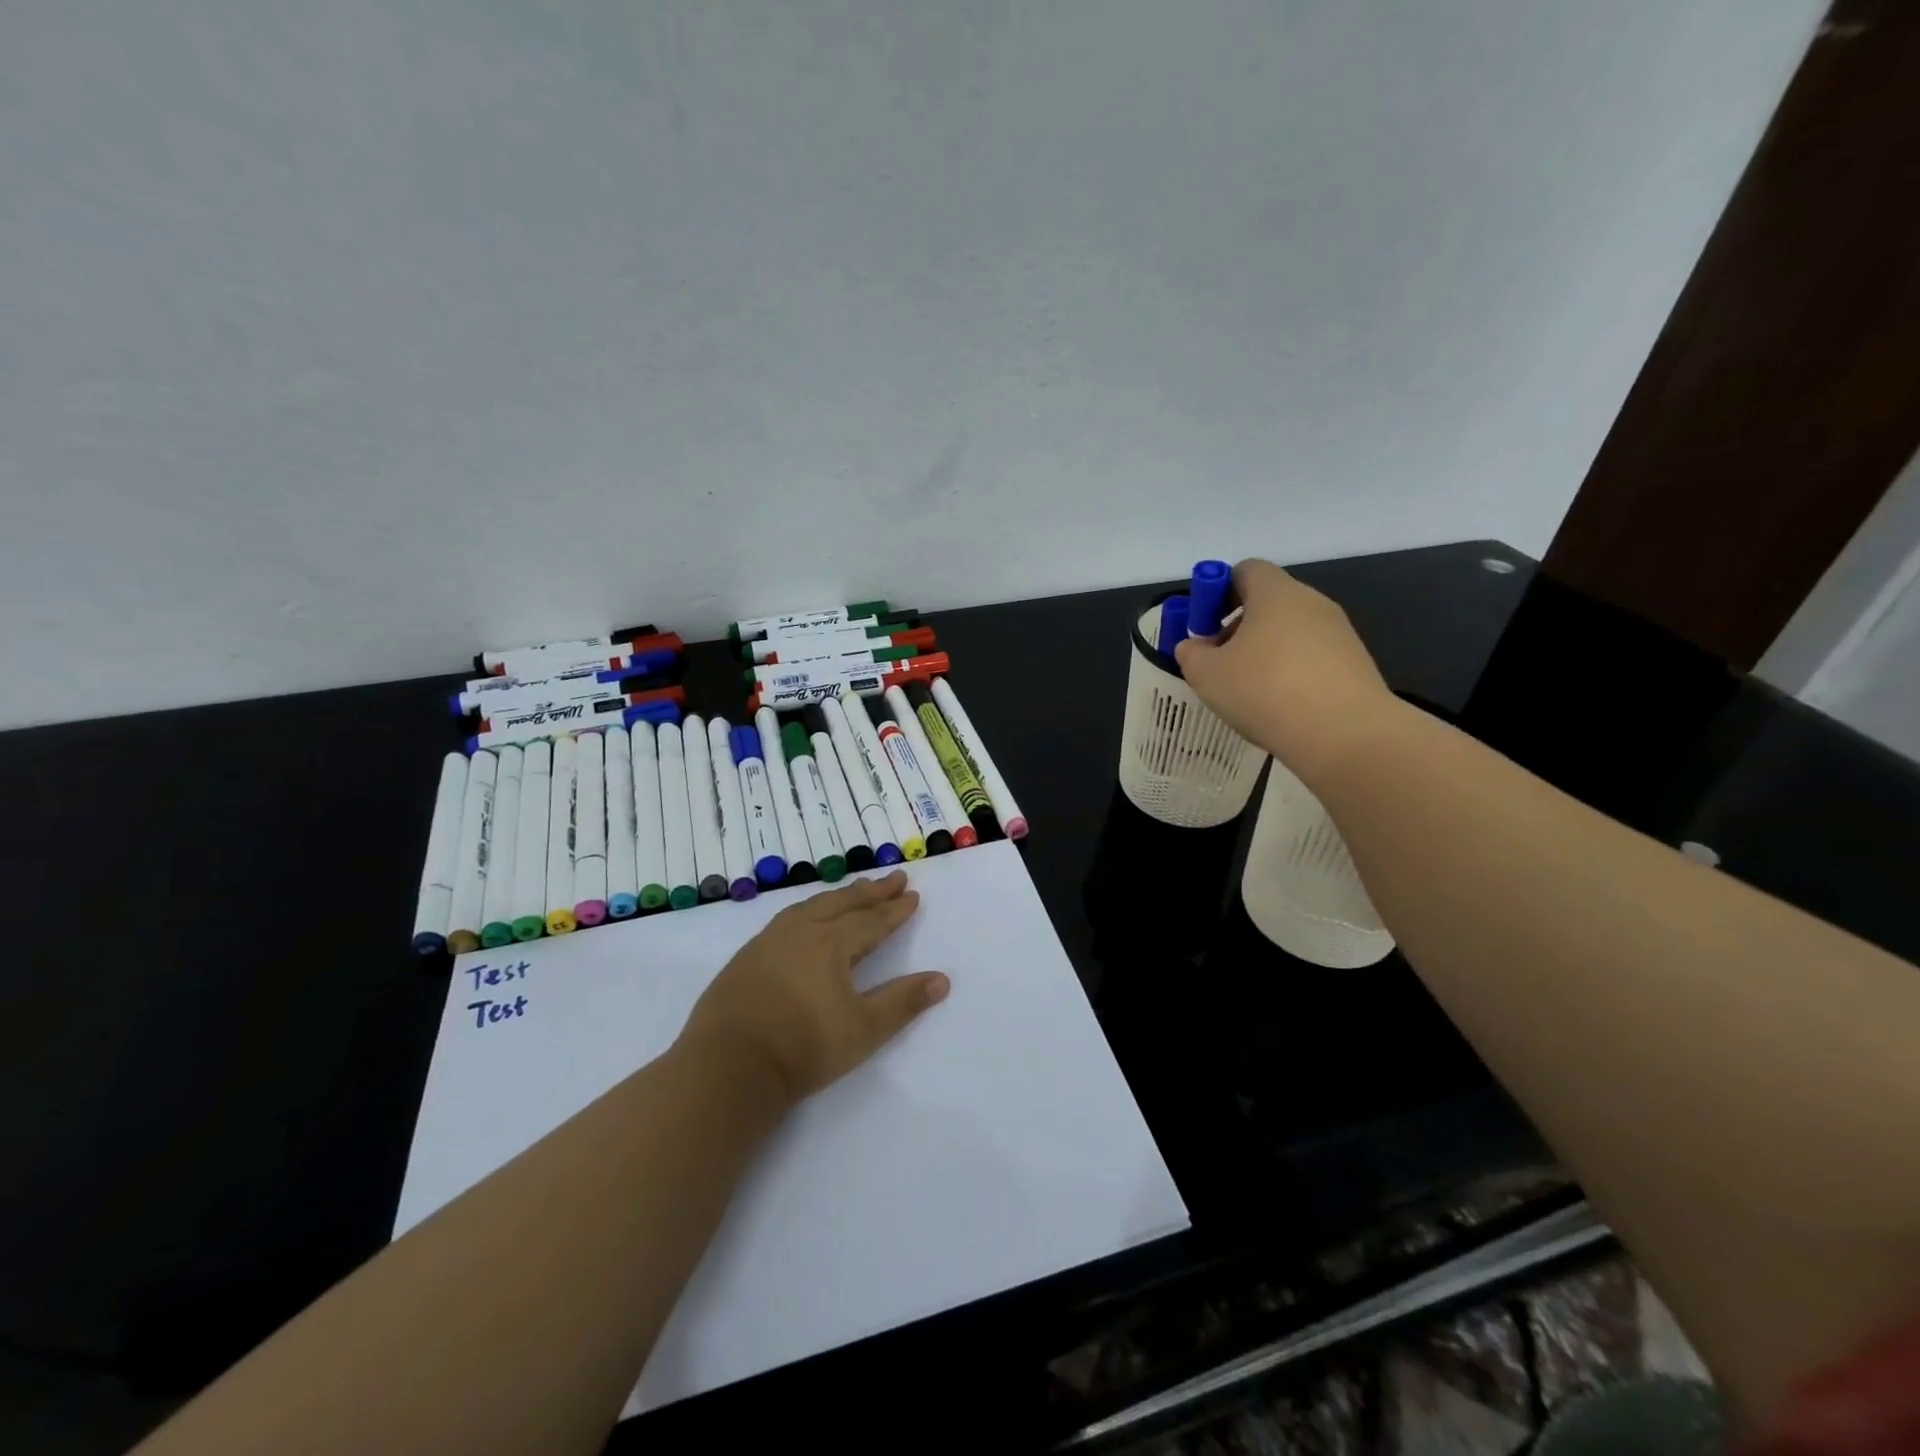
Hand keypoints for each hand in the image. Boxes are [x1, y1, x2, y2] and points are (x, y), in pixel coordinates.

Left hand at [678, 872, 949, 1106]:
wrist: (728, 1066)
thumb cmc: (804, 1047)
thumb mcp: (864, 1029)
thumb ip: (903, 1002)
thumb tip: (941, 979)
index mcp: (831, 943)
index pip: (871, 920)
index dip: (894, 909)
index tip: (912, 895)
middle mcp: (801, 931)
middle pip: (842, 903)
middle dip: (871, 892)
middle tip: (893, 878)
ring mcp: (769, 942)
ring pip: (811, 906)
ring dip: (838, 896)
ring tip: (853, 890)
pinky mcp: (746, 957)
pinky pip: (787, 918)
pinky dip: (808, 909)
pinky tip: (805, 918)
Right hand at [1174, 559, 1399, 785]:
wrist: (1345, 734)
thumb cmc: (1265, 691)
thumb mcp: (1207, 675)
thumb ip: (1191, 654)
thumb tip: (1193, 646)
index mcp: (1275, 593)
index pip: (1245, 570)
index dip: (1217, 592)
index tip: (1203, 626)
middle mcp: (1312, 602)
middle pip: (1268, 601)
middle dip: (1238, 627)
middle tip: (1218, 662)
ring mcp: (1339, 632)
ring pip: (1290, 632)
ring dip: (1264, 653)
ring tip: (1248, 692)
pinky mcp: (1355, 663)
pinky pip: (1311, 658)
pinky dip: (1291, 673)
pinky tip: (1280, 706)